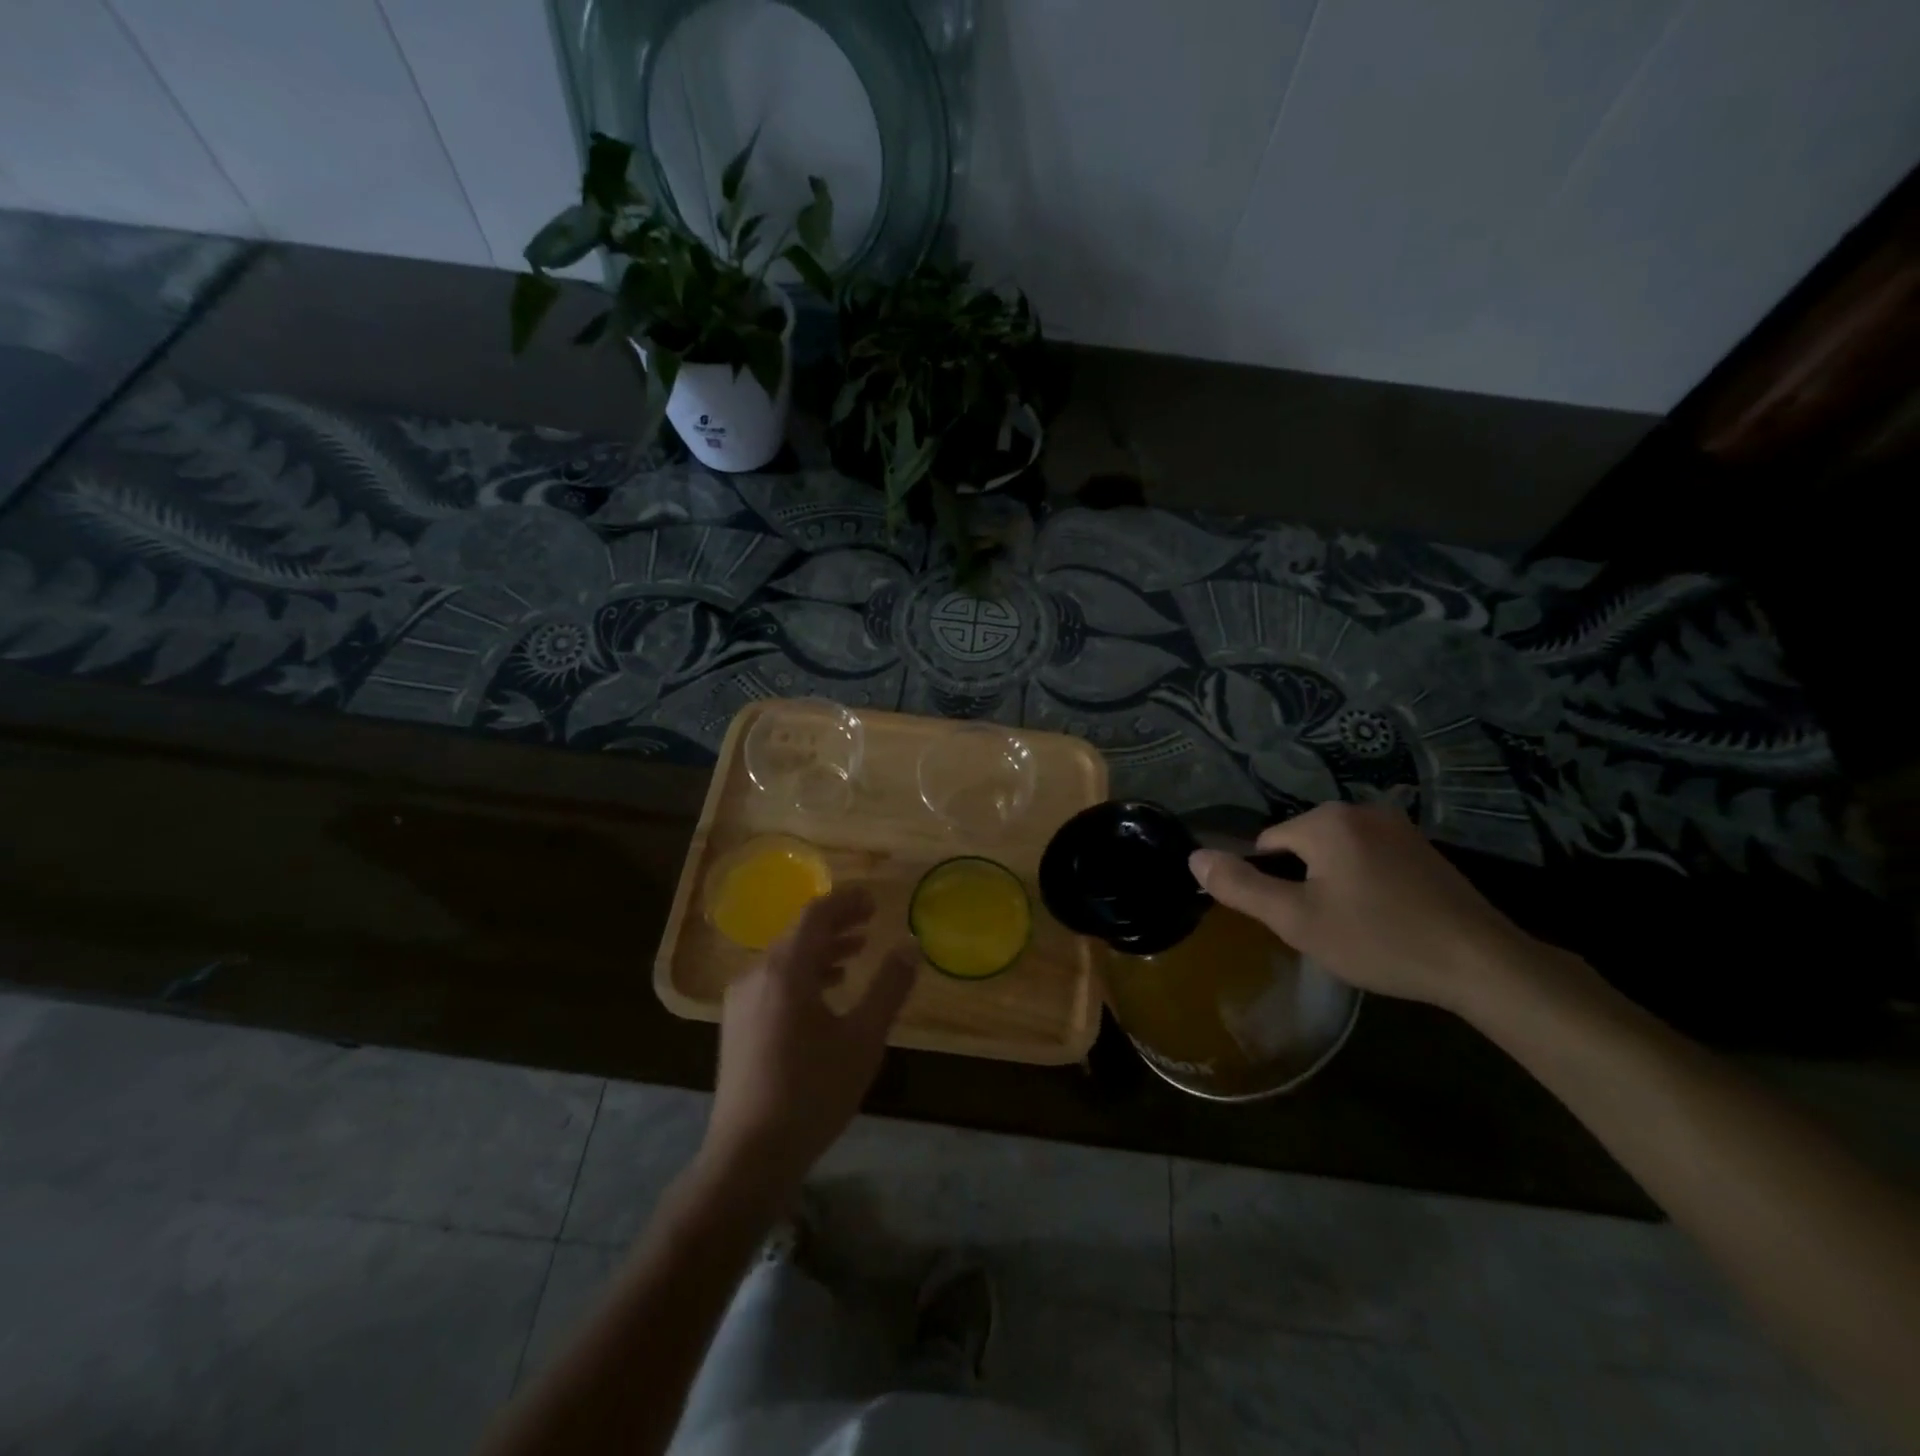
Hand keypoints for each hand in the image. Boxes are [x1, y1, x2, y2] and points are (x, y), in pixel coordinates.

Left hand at [701, 886, 916, 1198]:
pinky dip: (804, 975)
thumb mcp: (863, 1038)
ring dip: (822, 951)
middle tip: (870, 921)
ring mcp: (741, 1001)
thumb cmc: (812, 1092)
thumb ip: (889, 987)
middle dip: (836, 924)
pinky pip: (774, 982)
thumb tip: (911, 946)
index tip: (873, 898)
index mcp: (786, 970)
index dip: (846, 901)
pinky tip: (826, 992)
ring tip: (856, 953)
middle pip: (799, 933)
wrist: (748, 1156)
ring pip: (785, 959)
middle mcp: (757, 975)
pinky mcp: (737, 1025)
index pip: (816, 915)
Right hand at [1187, 802, 1533, 1013]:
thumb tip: (1194, 858)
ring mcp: (1398, 826)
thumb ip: (1240, 886)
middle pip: (1303, 846)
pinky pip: (1371, 858)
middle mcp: (1360, 810)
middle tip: (1329, 927)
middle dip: (1305, 883)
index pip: (1267, 845)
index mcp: (1325, 821)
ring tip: (1359, 927)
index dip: (1273, 885)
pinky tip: (1388, 918)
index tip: (1299, 920)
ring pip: (1337, 854)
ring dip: (1335, 884)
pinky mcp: (1424, 848)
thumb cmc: (1378, 939)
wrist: (1481, 963)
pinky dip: (1367, 883)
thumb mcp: (1297, 920)